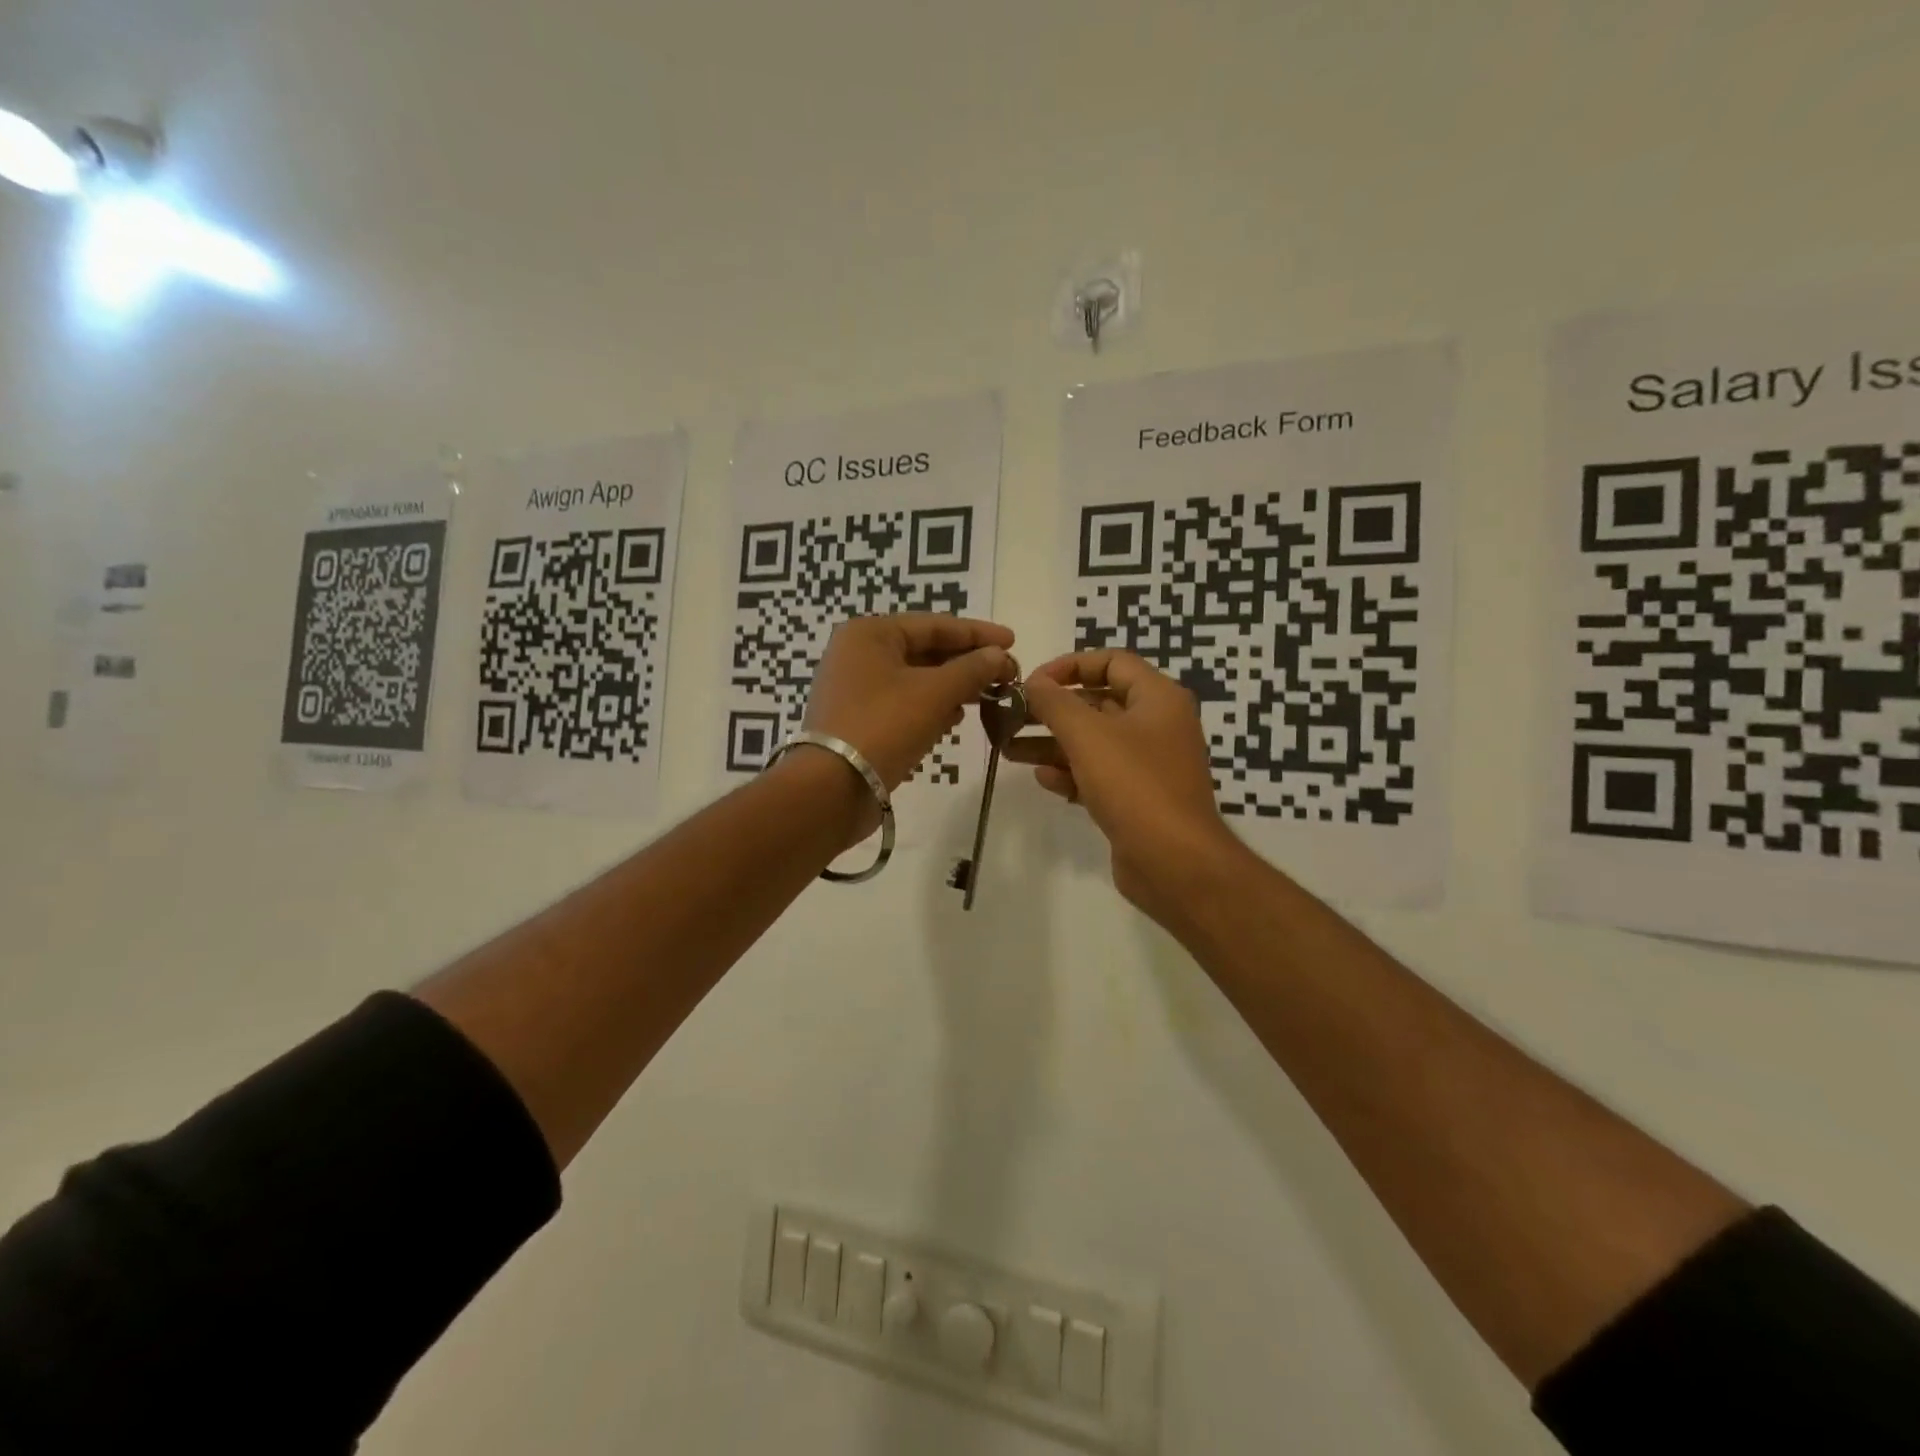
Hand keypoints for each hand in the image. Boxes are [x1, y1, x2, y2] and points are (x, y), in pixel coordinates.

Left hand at [802, 614, 1015, 791]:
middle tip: (1006, 675)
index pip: (935, 625)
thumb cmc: (884, 726)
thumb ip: (972, 669)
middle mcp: (858, 654)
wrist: (833, 787)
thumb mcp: (935, 693)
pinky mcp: (858, 719)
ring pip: (916, 679)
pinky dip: (931, 707)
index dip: (978, 634)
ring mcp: (855, 688)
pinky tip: (955, 718)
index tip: (1013, 642)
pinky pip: (903, 703)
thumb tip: (1000, 655)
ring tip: (988, 697)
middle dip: (967, 663)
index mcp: (871, 634)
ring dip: (952, 686)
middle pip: (925, 650)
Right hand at [1006, 649, 1244, 921]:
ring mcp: (1147, 764)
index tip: (1032, 682)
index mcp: (1158, 698)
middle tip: (1009, 716)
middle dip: (1051, 709)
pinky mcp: (1136, 799)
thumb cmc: (1134, 785)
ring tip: (1008, 747)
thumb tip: (1033, 682)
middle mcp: (1156, 725)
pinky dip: (1070, 773)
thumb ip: (1055, 703)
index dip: (1069, 666)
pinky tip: (1043, 779)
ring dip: (1051, 743)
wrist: (1174, 863)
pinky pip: (1098, 775)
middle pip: (1097, 703)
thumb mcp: (1088, 735)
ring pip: (1092, 742)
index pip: (1111, 662)